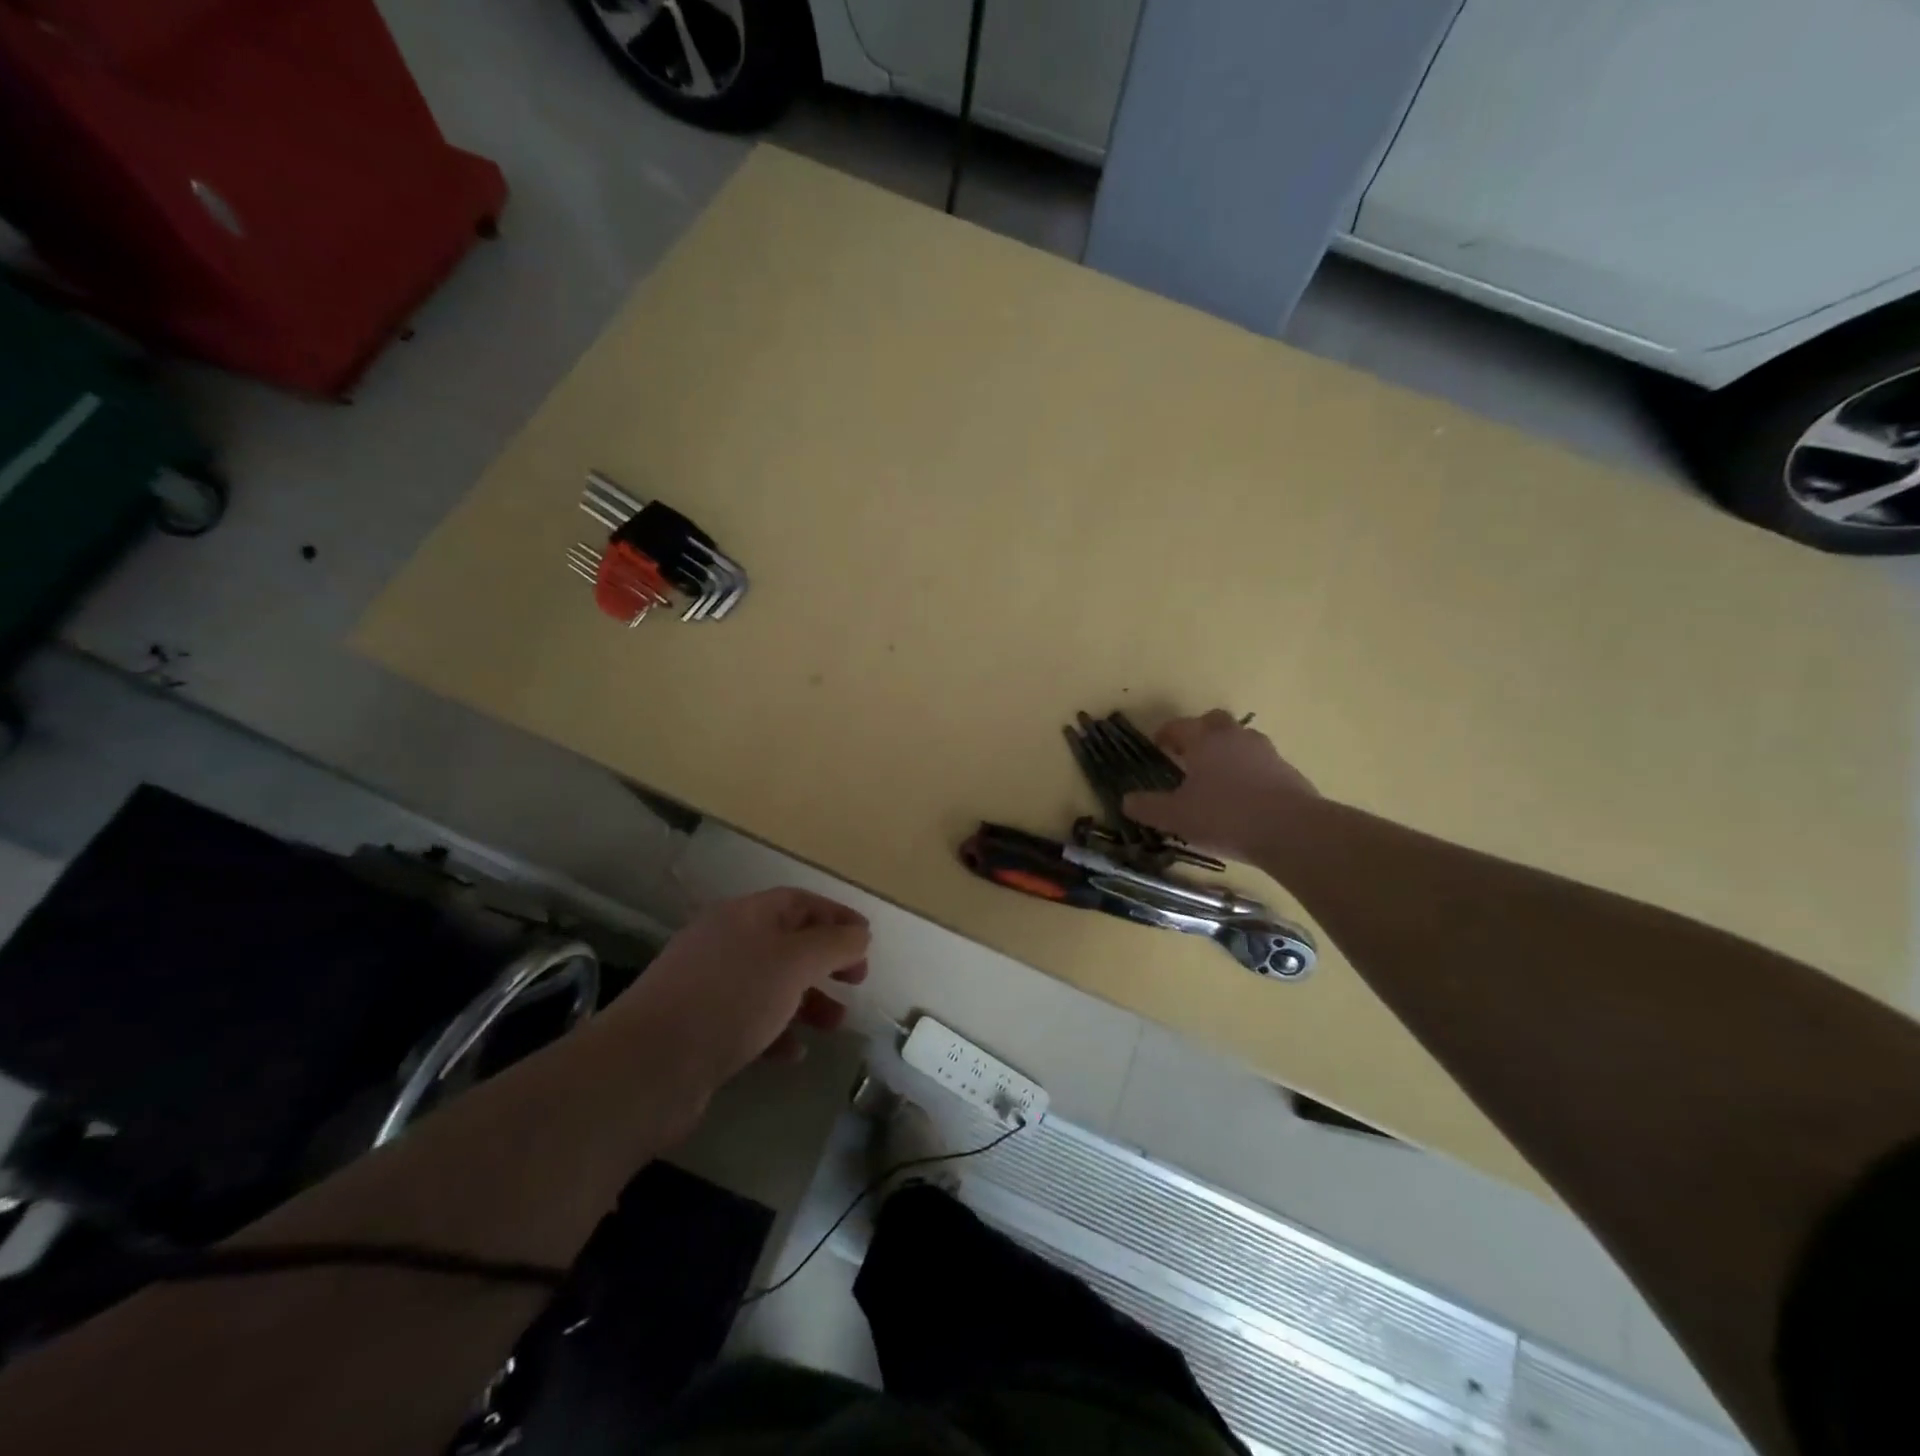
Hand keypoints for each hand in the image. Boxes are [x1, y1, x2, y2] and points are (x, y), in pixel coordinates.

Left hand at [600, 888, 869, 1101]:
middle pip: (787, 942)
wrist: (648, 1066)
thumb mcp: (794, 963)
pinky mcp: (699, 1029)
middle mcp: (725, 943)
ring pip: (771, 984)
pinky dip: (777, 1032)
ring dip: (808, 1000)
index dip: (836, 916)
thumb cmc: (731, 999)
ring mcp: (708, 986)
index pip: (799, 902)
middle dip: (826, 960)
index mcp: (744, 916)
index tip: (867, 940)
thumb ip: (833, 945)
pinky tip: (793, 1054)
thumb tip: (860, 934)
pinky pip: (749, 1021)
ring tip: (834, 1024)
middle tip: (857, 980)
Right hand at [1122, 710, 1318, 863]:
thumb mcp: (1176, 816)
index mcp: (1205, 740)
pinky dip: (1249, 774)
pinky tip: (1244, 799)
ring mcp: (1266, 753)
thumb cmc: (1225, 816)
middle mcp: (1235, 737)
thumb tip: (1126, 800)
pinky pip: (1261, 765)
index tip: (1158, 745)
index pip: (1179, 726)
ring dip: (1227, 753)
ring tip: (1217, 779)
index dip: (1165, 734)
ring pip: (1241, 742)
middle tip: (1189, 756)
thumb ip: (1148, 807)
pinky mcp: (1288, 773)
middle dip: (1200, 734)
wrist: (1292, 831)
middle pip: (1215, 722)